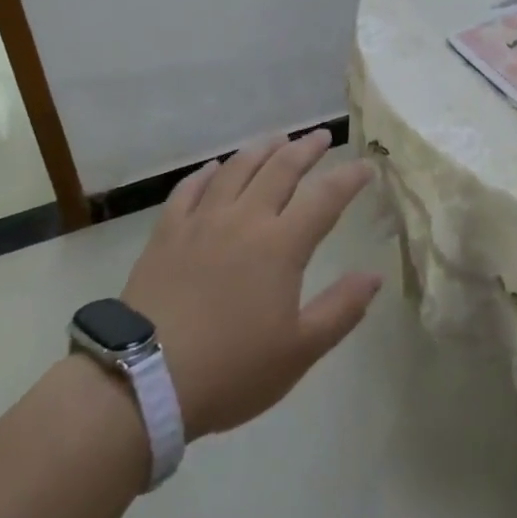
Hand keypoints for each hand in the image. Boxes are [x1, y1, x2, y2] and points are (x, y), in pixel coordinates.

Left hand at [119, 131, 381, 439]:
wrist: (143, 381)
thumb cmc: (230, 369)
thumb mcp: (299, 351)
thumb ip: (341, 309)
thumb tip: (374, 275)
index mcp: (281, 245)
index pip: (325, 197)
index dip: (349, 177)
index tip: (367, 165)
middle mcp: (244, 219)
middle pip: (281, 168)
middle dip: (306, 148)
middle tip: (322, 136)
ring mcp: (202, 221)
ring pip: (236, 169)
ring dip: (262, 149)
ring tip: (277, 139)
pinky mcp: (166, 232)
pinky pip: (189, 189)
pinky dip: (207, 173)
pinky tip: (214, 169)